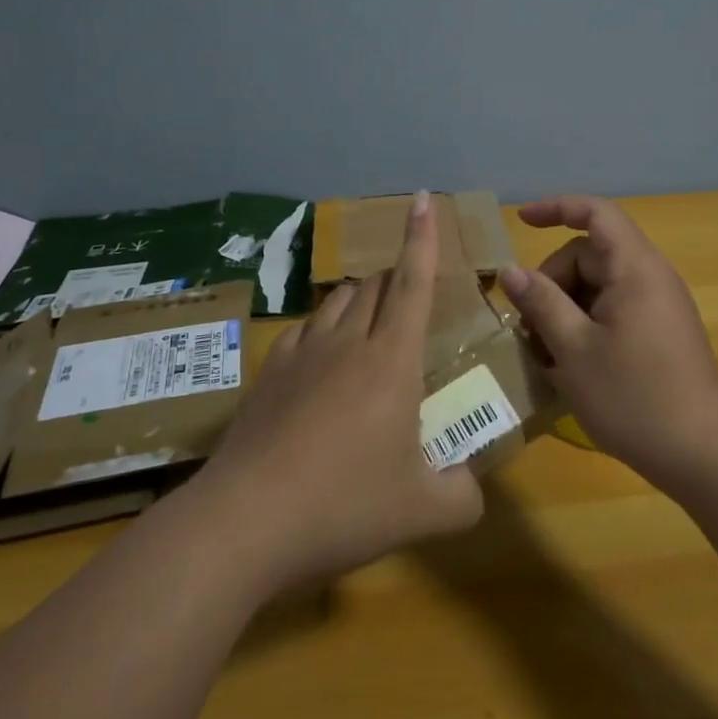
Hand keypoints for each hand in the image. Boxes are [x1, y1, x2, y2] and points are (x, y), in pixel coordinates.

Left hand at [191, 192, 483, 595]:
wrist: (247, 520)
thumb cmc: (345, 506)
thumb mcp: (423, 512)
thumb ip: (462, 495)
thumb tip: (469, 486)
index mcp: (391, 360)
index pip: (413, 283)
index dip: (422, 238)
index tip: (422, 199)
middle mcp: (347, 342)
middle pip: (374, 286)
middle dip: (395, 277)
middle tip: (409, 295)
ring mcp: (301, 353)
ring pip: (336, 301)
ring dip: (359, 299)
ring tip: (369, 322)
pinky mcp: (269, 372)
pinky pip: (303, 329)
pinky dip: (322, 328)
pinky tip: (320, 357)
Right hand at [499, 195, 717, 492]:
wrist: (705, 454)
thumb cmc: (634, 397)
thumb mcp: (573, 350)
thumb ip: (541, 303)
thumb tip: (511, 272)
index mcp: (634, 269)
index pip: (595, 213)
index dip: (556, 208)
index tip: (521, 221)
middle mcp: (650, 278)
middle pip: (589, 256)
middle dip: (552, 282)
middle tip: (528, 329)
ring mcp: (657, 307)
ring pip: (597, 287)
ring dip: (564, 309)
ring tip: (544, 353)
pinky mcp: (659, 334)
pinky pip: (612, 311)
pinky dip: (584, 326)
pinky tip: (569, 364)